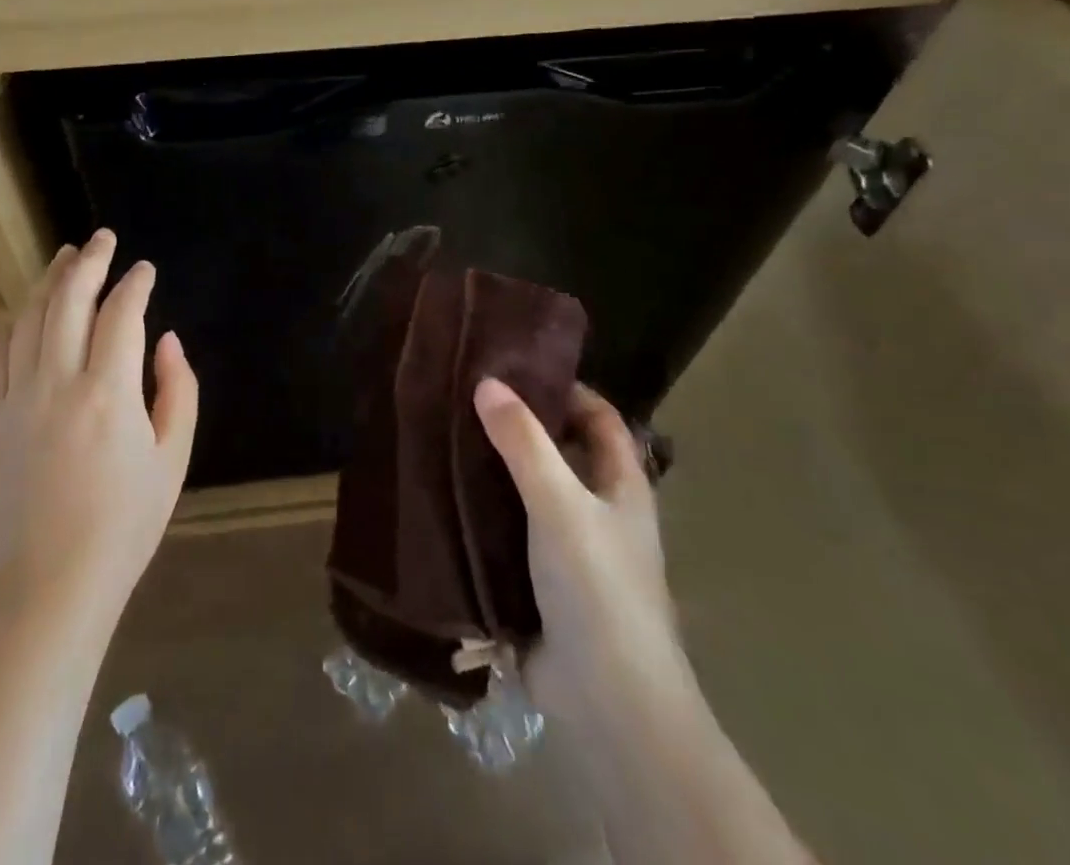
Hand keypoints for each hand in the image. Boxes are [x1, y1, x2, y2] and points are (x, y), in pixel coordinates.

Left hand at [0, 230, 198, 620]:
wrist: (52, 584)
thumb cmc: (125, 524)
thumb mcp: (174, 458)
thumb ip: (178, 390)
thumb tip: (167, 341)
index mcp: (109, 393)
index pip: (122, 314)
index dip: (136, 283)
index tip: (146, 269)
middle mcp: (58, 383)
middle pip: (69, 300)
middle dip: (89, 262)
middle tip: (103, 239)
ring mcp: (17, 398)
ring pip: (29, 318)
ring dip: (49, 281)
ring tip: (65, 257)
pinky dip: (10, 325)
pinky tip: (23, 312)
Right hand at [474, 378, 690, 712]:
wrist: (606, 700)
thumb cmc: (595, 586)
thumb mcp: (558, 502)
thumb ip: (523, 442)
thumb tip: (487, 382)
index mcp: (622, 486)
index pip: (600, 418)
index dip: (566, 389)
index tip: (516, 369)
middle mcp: (601, 512)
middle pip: (562, 452)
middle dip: (522, 427)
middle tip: (469, 400)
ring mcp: (571, 550)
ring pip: (532, 493)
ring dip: (498, 471)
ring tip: (448, 439)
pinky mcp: (542, 584)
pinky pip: (511, 533)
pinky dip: (486, 514)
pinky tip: (447, 498)